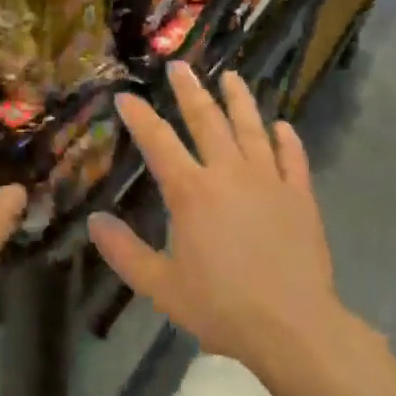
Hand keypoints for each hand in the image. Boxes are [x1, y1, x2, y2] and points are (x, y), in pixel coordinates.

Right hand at [90, 64, 341, 378]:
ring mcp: (269, 181)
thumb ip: (124, 251)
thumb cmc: (221, 306)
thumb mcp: (160, 285)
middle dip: (189, 92)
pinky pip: (293, 158)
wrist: (294, 328)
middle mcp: (228, 174)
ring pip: (251, 129)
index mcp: (191, 191)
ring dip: (239, 100)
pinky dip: (287, 140)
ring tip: (230, 77)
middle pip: (206, 121)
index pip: (158, 141)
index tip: (126, 96)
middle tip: (180, 66)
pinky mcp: (300, 197)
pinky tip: (282, 126)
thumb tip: (94, 219)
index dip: (139, 116)